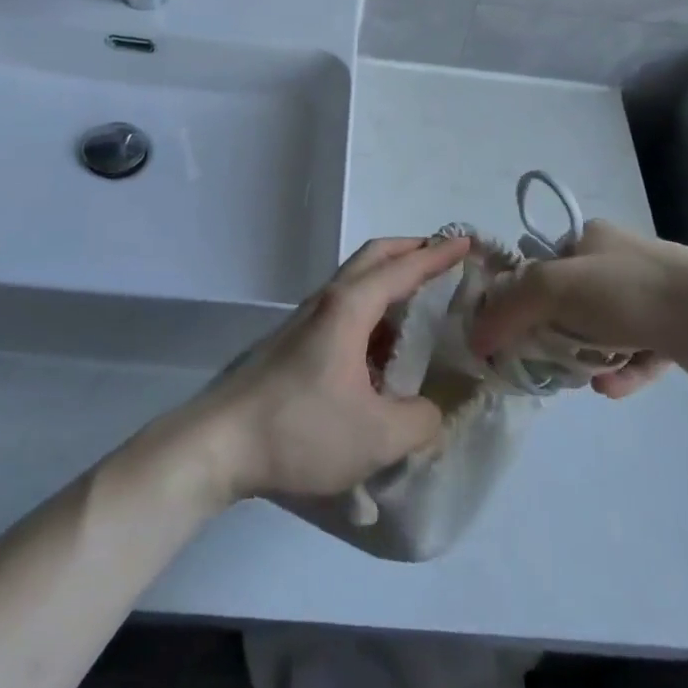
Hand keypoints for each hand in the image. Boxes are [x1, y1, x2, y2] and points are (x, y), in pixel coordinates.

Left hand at [199, 236, 471, 502]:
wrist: (220, 444)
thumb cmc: (300, 429)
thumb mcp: (377, 436)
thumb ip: (420, 421)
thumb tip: (431, 411)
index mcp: (349, 308)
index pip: (403, 268)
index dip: (438, 255)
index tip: (467, 243)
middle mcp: (327, 302)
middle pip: (374, 258)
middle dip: (411, 251)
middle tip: (445, 260)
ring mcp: (306, 321)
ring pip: (356, 284)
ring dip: (390, 283)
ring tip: (424, 309)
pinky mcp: (294, 343)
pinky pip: (344, 312)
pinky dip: (373, 313)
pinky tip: (384, 352)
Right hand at [469, 221, 687, 393]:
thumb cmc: (632, 291)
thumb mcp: (557, 287)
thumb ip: (511, 307)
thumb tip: (476, 337)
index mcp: (587, 239)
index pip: (536, 265)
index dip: (516, 297)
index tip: (503, 332)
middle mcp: (614, 262)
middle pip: (564, 302)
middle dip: (549, 334)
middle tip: (538, 362)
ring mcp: (645, 296)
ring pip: (598, 331)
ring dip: (583, 356)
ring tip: (577, 378)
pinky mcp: (671, 330)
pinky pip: (633, 354)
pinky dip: (620, 371)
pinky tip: (610, 388)